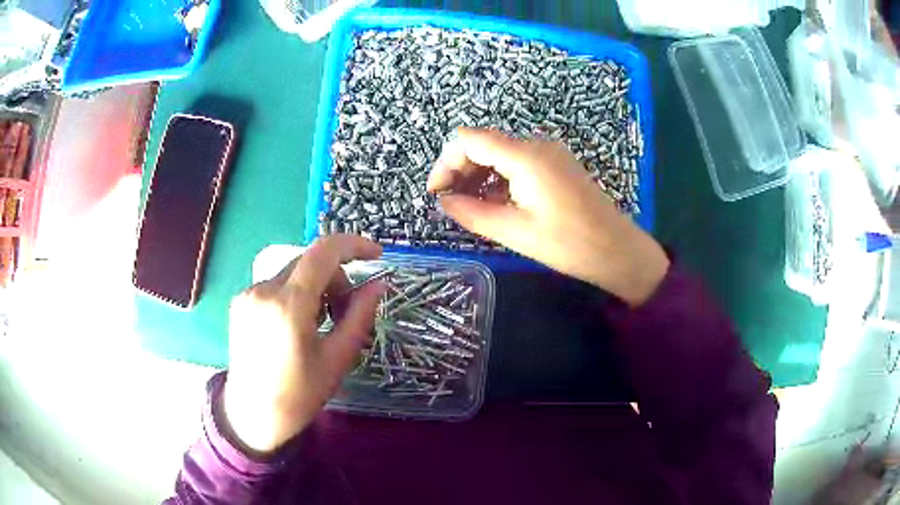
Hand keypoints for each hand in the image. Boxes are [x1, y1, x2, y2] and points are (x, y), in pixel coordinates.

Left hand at [223, 235, 384, 454]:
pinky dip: (296, 295)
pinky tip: (296, 326)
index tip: (376, 257)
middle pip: (310, 263)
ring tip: (320, 324)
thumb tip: (379, 285)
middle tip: (345, 313)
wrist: (252, 415)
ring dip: (316, 288)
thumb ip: (359, 316)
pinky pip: (277, 285)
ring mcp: (248, 294)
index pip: (324, 252)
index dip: (354, 245)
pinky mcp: (241, 301)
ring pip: (294, 273)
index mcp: (289, 305)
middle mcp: (264, 290)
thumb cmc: (299, 395)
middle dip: (336, 278)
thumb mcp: (337, 358)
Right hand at [428, 128, 668, 306]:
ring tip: (469, 207)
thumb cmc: (568, 244)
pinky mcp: (557, 165)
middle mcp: (536, 145)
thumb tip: (444, 202)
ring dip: (479, 175)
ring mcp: (549, 153)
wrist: (618, 250)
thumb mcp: (514, 232)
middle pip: (484, 144)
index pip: (469, 140)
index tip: (436, 193)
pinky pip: (518, 162)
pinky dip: (499, 178)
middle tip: (450, 203)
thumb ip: (472, 213)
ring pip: (500, 153)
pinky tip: (495, 203)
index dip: (445, 162)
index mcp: (525, 157)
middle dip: (460, 170)